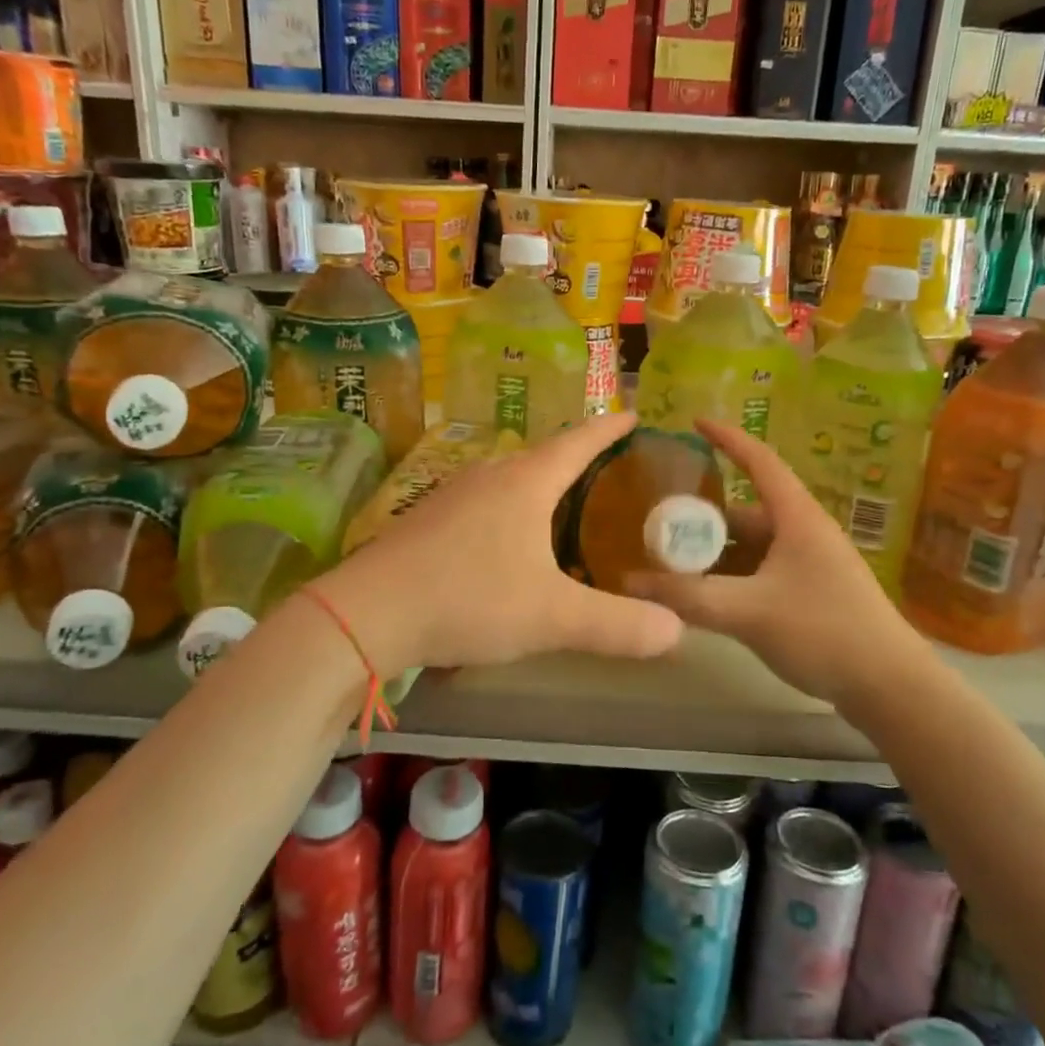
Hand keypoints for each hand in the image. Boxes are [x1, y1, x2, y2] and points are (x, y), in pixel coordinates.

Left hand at [313, 413, 684, 672]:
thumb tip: (677, 631)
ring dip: (539, 485)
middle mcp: (488, 477)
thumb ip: (617, 625)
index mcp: (524, 483)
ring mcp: (451, 496)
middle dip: (576, 458)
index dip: (609, 429)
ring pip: (508, 480)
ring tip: (563, 504)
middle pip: (542, 456)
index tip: (634, 415)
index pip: (578, 442)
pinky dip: (508, 511)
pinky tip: (506, 541)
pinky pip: (482, 504)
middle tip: (608, 470)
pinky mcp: (426, 521)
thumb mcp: (552, 617)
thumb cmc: (468, 598)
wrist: (367, 614)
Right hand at [626, 420, 938, 720]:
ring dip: (716, 553)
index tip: (694, 423)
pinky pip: (761, 572)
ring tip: (673, 565)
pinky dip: (732, 578)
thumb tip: (629, 581)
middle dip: (704, 518)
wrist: (889, 687)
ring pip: (752, 547)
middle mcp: (803, 533)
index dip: (727, 439)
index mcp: (796, 518)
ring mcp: (809, 565)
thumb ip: (687, 597)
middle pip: (746, 512)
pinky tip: (706, 598)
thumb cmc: (823, 631)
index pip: (759, 461)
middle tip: (660, 527)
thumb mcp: (748, 611)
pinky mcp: (811, 593)